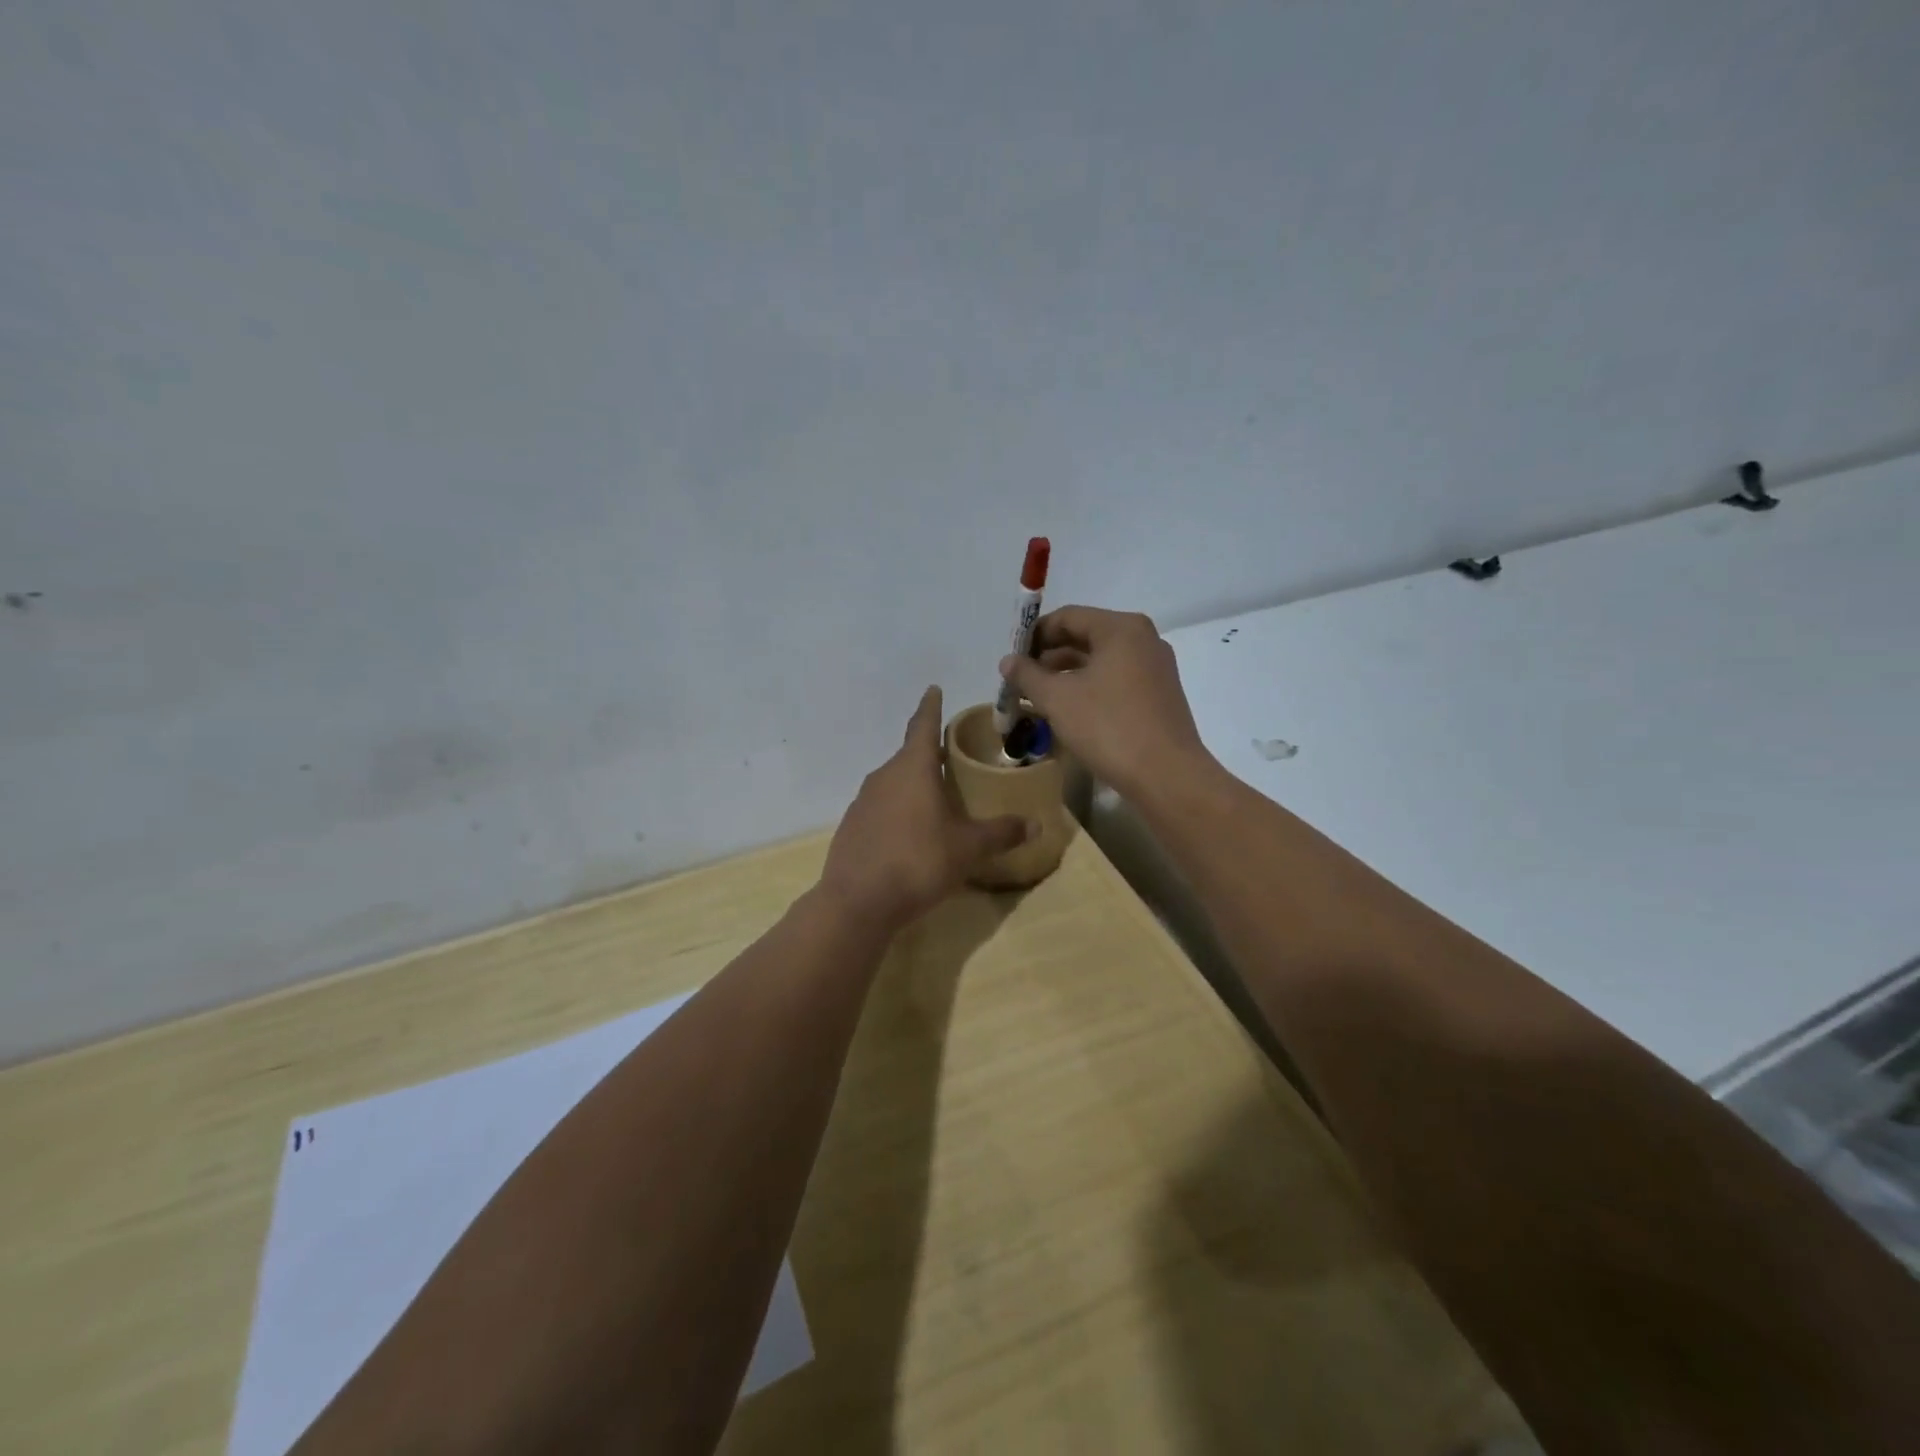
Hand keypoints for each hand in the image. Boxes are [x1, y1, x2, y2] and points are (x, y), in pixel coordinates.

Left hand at [819, 686, 1030, 931]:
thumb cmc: (918, 861)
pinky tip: (911, 833)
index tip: (934, 688)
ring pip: (895, 782)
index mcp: (913, 769)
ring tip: (937, 798)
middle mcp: (884, 776)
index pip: (924, 725)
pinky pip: (882, 807)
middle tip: (954, 758)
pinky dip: (899, 810)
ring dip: (914, 784)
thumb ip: (1001, 833)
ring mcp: (863, 801)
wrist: (857, 902)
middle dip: (931, 754)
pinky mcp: (852, 826)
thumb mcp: (968, 848)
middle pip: (910, 755)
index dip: (931, 706)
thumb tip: (1035, 825)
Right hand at [998, 606, 1212, 798]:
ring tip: (1038, 698)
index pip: (1067, 617)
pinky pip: (1116, 680)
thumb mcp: (1058, 699)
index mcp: (1121, 628)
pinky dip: (1089, 688)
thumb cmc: (1108, 727)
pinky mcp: (1159, 695)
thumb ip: (1028, 675)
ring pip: (1100, 661)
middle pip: (1085, 636)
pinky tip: (1069, 711)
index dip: (1034, 635)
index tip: (1012, 659)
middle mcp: (1143, 640)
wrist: (1166, 775)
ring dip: (1067, 675)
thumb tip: (1008, 661)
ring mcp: (1155, 668)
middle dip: (1049, 657)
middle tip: (1021, 680)